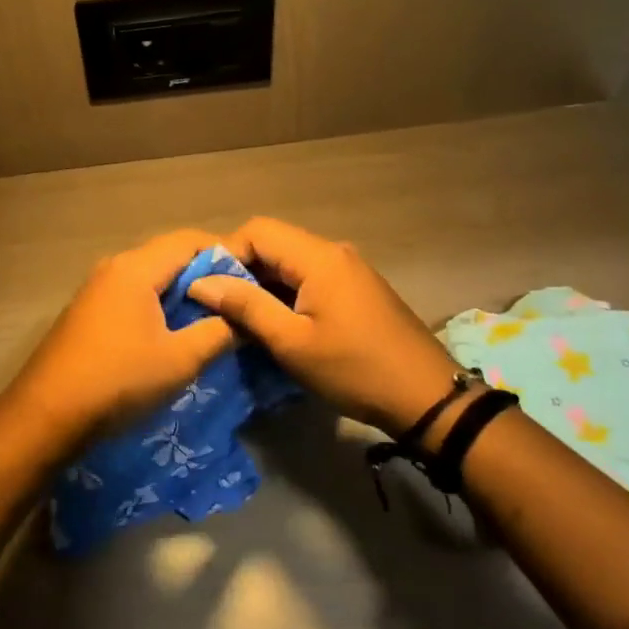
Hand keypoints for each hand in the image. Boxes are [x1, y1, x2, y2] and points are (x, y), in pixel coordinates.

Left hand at [0, 229, 235, 447]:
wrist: (46, 415)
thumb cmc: (118, 381)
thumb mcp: (180, 360)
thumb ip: (218, 332)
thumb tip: (244, 317)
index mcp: (136, 268)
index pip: (189, 241)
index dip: (225, 254)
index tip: (252, 280)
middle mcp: (114, 267)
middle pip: (169, 256)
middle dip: (206, 276)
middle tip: (237, 303)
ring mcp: (96, 289)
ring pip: (150, 278)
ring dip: (181, 294)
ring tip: (211, 321)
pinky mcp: (87, 312)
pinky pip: (132, 295)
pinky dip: (158, 306)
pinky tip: (171, 334)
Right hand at [188, 216, 463, 434]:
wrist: (427, 398)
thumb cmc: (354, 369)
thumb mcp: (291, 342)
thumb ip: (245, 306)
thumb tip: (201, 282)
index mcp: (318, 257)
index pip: (256, 231)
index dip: (225, 254)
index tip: (206, 289)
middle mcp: (334, 252)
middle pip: (274, 243)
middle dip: (241, 271)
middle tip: (218, 308)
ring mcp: (349, 270)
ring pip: (290, 263)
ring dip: (263, 285)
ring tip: (241, 320)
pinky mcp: (357, 290)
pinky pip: (310, 279)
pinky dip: (286, 294)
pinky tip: (277, 324)